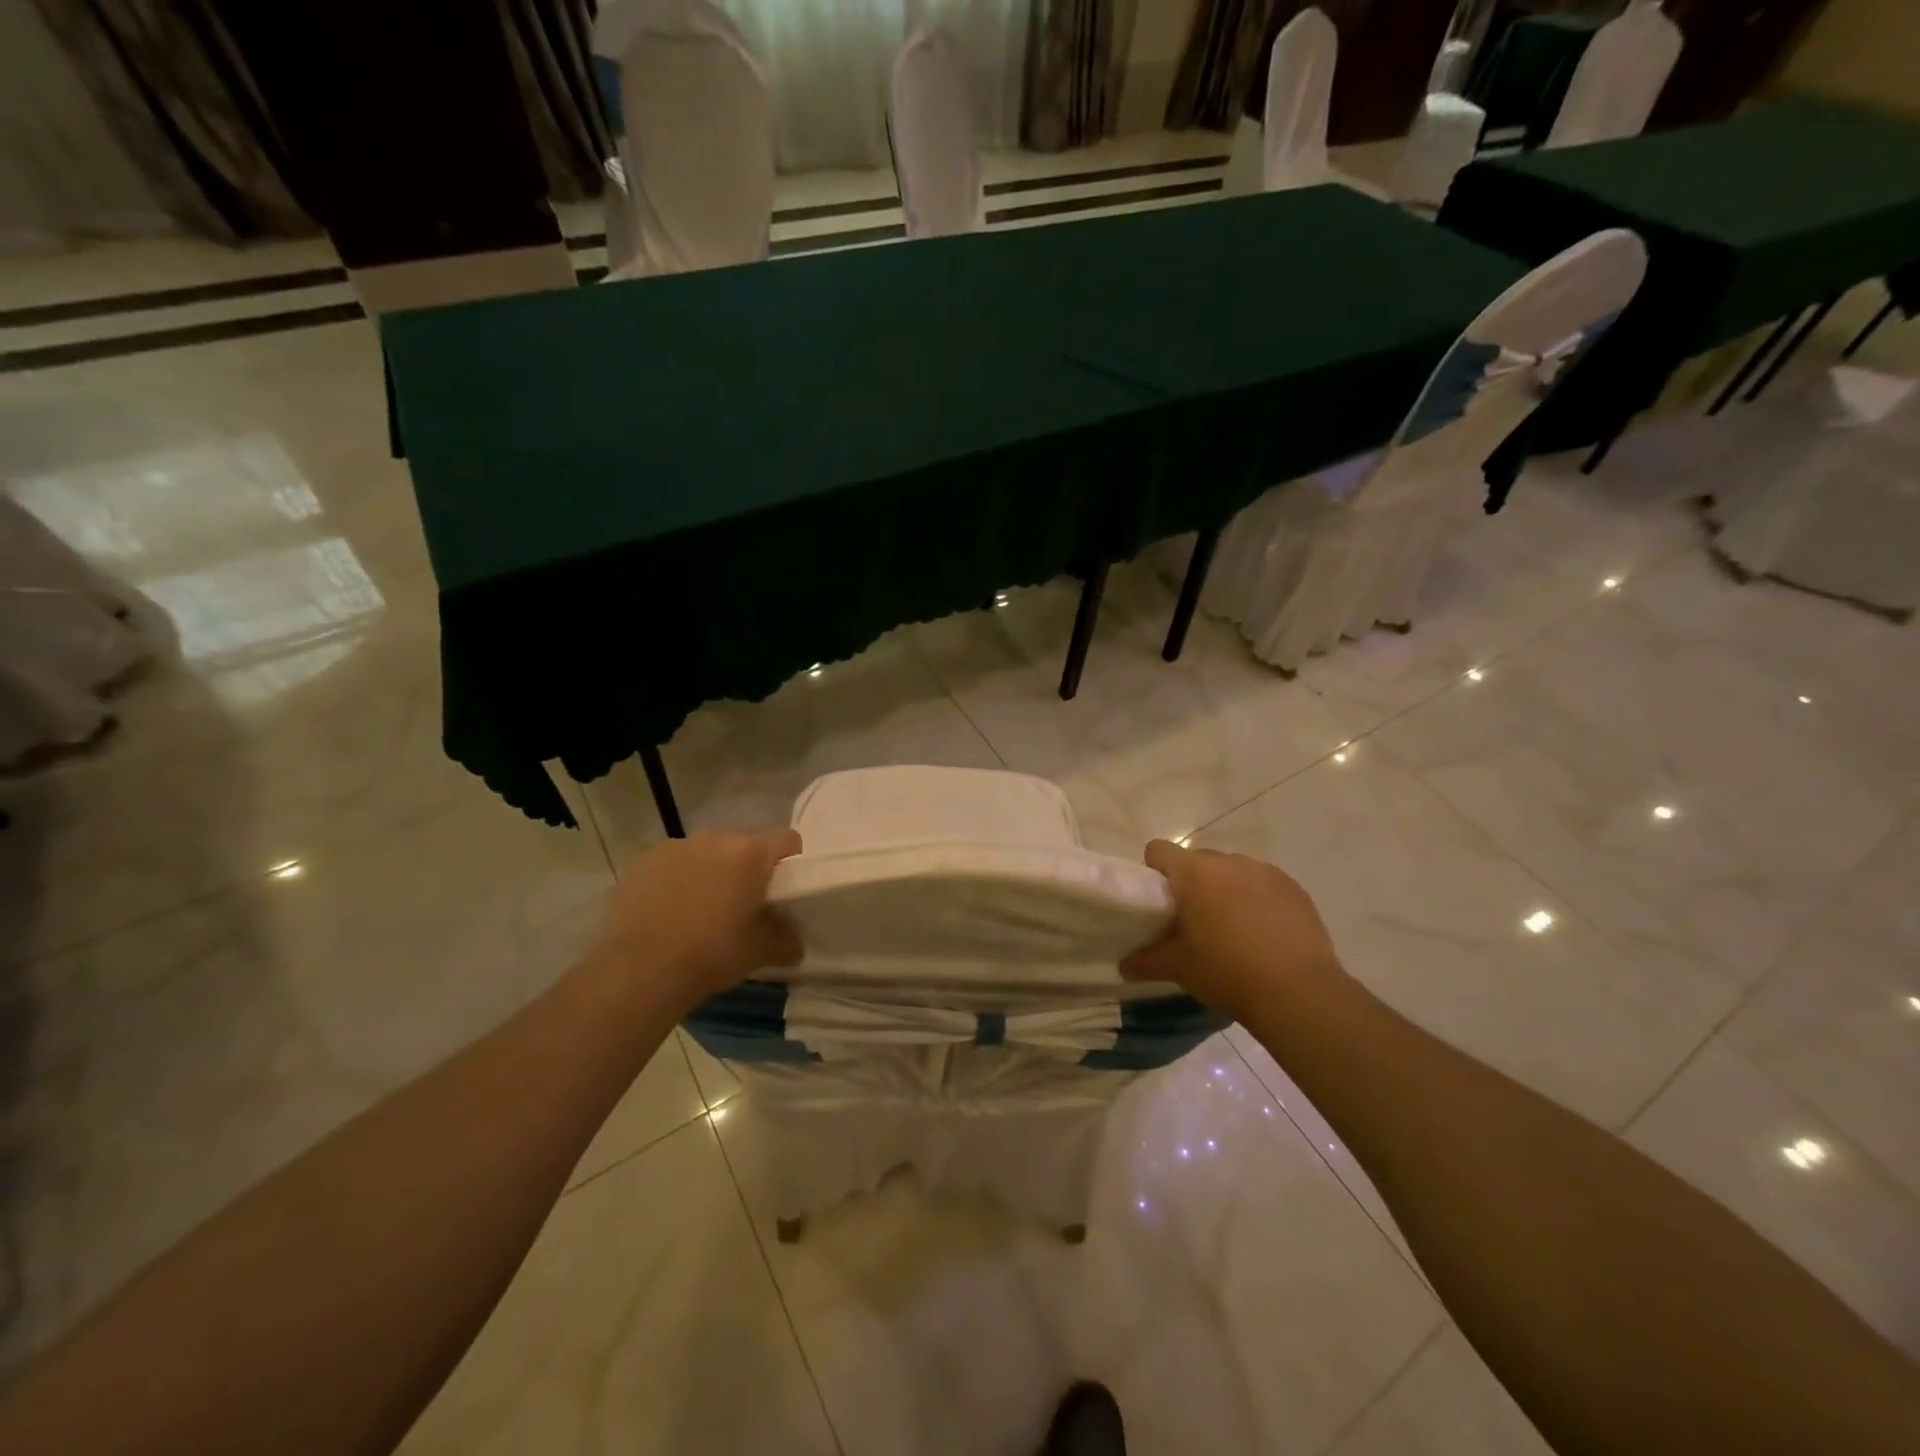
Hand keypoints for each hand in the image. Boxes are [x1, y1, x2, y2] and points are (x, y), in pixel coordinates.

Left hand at [587, 829, 803, 1013]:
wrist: (639, 970)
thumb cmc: (712, 953)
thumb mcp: (761, 951)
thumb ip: (787, 940)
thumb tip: (795, 942)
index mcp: (750, 852)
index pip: (786, 840)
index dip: (790, 861)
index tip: (783, 889)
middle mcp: (715, 838)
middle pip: (743, 844)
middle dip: (746, 868)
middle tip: (742, 904)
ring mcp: (675, 846)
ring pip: (706, 853)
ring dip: (710, 871)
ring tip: (700, 909)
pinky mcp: (643, 861)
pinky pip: (673, 863)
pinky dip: (677, 880)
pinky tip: (668, 912)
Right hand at [1122, 838, 1343, 1020]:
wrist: (1299, 993)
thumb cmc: (1227, 972)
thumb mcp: (1178, 969)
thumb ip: (1145, 962)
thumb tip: (1124, 965)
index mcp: (1194, 873)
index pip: (1159, 850)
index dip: (1153, 871)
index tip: (1159, 901)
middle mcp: (1229, 862)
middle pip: (1198, 860)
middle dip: (1191, 883)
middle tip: (1193, 921)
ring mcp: (1266, 872)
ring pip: (1233, 871)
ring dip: (1226, 890)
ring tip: (1232, 929)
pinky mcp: (1294, 888)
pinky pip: (1264, 884)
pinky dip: (1258, 900)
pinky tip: (1264, 933)